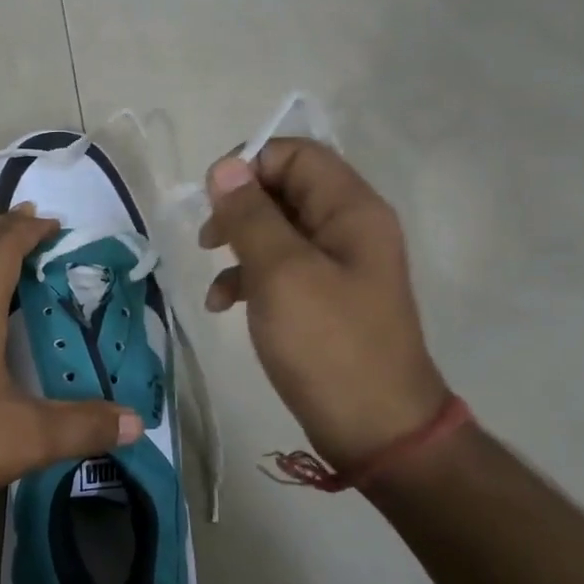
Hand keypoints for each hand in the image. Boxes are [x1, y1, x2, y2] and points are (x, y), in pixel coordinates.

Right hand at [199, 140, 448, 466]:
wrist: (375, 429)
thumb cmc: (328, 344)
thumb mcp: (281, 273)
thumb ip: (252, 216)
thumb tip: (225, 168)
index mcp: (351, 210)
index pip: (296, 154)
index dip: (249, 165)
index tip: (211, 200)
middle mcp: (349, 228)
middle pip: (285, 190)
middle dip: (239, 208)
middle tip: (208, 238)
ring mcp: (337, 265)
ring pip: (276, 229)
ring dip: (238, 244)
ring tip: (212, 274)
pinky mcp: (323, 297)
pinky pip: (280, 267)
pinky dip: (248, 277)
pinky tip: (223, 304)